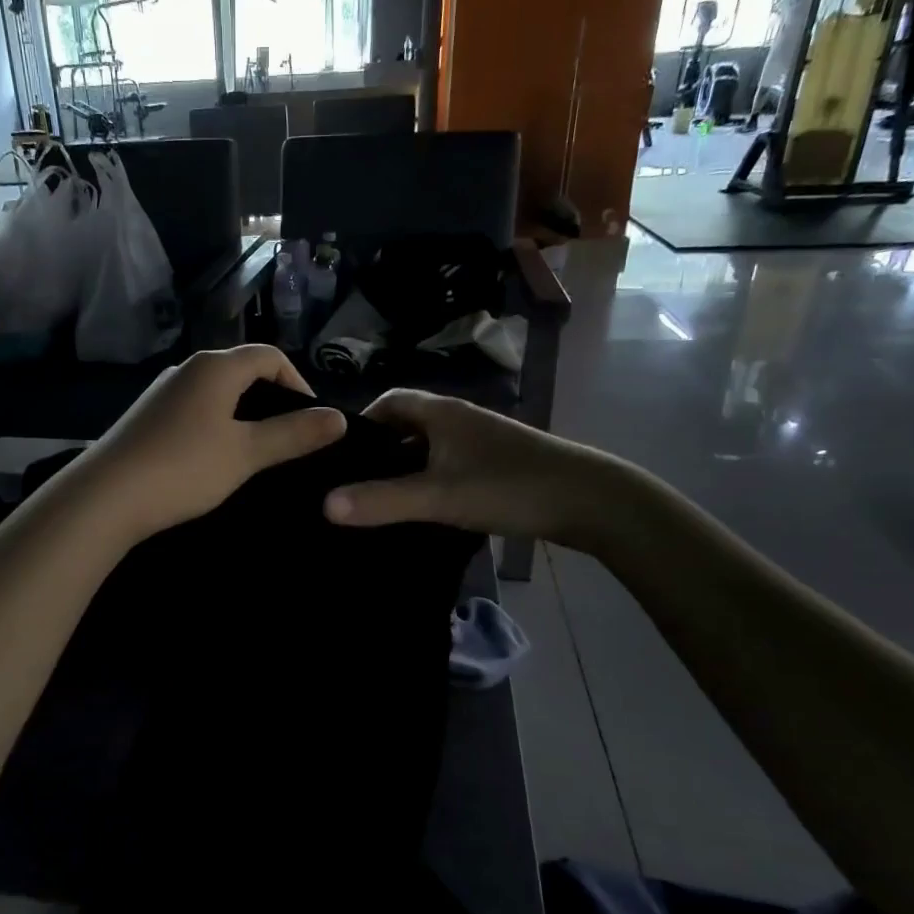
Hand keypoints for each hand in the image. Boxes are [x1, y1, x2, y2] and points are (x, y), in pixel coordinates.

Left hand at [77, 346, 346, 542]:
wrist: (105, 497)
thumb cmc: (184, 468)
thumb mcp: (246, 453)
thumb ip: (293, 434)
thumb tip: (338, 418)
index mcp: (216, 366)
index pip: (270, 356)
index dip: (299, 382)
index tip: (312, 422)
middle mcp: (188, 368)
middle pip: (242, 372)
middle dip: (271, 401)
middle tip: (288, 440)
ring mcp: (162, 393)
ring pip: (217, 394)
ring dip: (242, 417)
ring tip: (255, 453)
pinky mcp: (146, 417)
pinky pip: (194, 411)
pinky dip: (215, 427)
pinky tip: (213, 461)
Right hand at [322, 389, 625, 543]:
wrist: (590, 501)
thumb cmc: (508, 486)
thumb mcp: (438, 496)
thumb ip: (382, 501)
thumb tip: (323, 505)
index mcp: (442, 412)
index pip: (389, 401)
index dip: (361, 422)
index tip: (339, 455)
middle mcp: (460, 419)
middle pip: (407, 425)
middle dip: (379, 450)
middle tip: (351, 483)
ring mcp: (481, 442)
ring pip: (429, 449)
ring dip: (405, 468)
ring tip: (378, 500)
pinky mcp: (497, 466)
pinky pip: (448, 467)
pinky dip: (429, 482)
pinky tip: (422, 511)